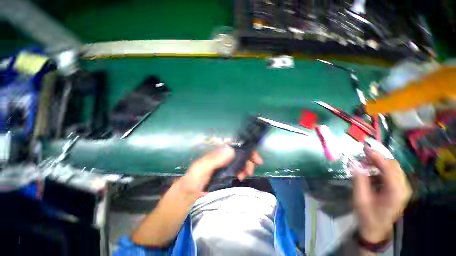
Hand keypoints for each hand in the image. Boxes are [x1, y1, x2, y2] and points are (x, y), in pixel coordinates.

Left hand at [176, 147, 262, 199]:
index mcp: (217, 152)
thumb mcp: (201, 168)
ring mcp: (225, 165)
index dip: (246, 150)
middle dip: (248, 160)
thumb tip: (231, 149)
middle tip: (250, 170)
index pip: (235, 146)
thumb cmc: (193, 179)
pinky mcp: (226, 173)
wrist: (188, 195)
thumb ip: (213, 159)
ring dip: (246, 167)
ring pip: (240, 162)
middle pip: (240, 154)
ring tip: (244, 176)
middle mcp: (222, 156)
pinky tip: (241, 178)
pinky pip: (237, 170)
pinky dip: (242, 173)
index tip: (256, 158)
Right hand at [353, 147, 411, 242]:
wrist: (376, 229)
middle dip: (379, 158)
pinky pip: (392, 172)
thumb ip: (359, 181)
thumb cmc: (367, 216)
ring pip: (394, 168)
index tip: (365, 149)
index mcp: (396, 193)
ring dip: (380, 162)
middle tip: (363, 154)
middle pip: (394, 166)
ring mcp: (403, 188)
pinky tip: (371, 168)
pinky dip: (381, 167)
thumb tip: (355, 165)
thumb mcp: (360, 200)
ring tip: (365, 160)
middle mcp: (403, 189)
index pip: (390, 170)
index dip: (378, 157)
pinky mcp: (399, 189)